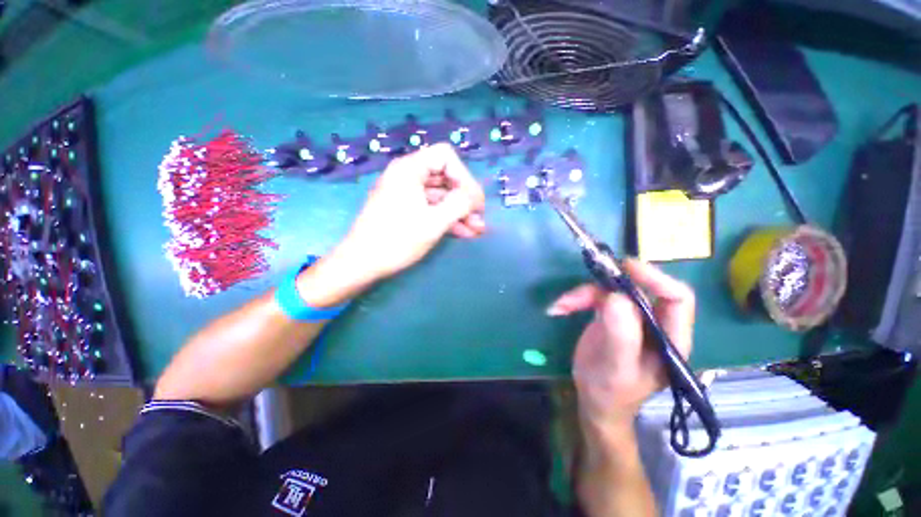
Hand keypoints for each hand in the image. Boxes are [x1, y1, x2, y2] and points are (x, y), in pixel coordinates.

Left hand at [336, 144, 485, 284]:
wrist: (361, 263)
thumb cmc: (397, 240)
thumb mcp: (434, 222)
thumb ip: (460, 204)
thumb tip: (475, 195)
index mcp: (410, 169)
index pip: (445, 157)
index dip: (464, 176)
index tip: (474, 201)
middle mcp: (407, 175)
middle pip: (445, 177)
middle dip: (465, 199)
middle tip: (480, 218)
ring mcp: (406, 193)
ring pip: (440, 195)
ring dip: (459, 211)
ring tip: (477, 230)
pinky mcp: (405, 209)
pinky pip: (431, 207)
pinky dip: (447, 218)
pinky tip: (464, 232)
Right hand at [547, 259, 694, 426]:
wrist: (595, 401)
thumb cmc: (611, 391)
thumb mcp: (616, 367)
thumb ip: (621, 334)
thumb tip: (615, 296)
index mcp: (670, 337)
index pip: (677, 298)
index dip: (655, 278)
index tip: (625, 268)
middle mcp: (653, 323)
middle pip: (637, 289)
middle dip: (608, 285)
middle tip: (583, 287)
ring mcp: (630, 317)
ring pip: (610, 291)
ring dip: (582, 294)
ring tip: (562, 305)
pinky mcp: (610, 315)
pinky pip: (594, 297)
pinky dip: (575, 300)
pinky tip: (559, 308)